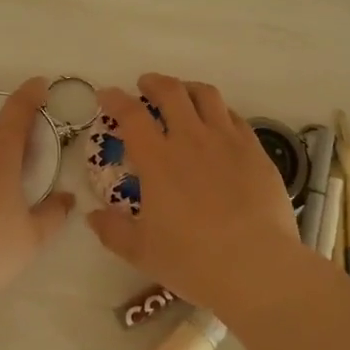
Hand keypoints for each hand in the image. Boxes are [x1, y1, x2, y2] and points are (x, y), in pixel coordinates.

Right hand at [85, 74, 304, 322]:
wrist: (258, 266)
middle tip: (145, 86)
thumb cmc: (194, 260)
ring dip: (188, 89)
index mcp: (158, 160)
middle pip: (171, 92)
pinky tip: (219, 123)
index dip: (115, 99)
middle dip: (154, 83)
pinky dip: (219, 111)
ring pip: (207, 95)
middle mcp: (191, 139)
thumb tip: (92, 216)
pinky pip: (235, 117)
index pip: (131, 115)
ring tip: (183, 95)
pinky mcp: (256, 151)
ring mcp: (228, 141)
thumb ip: (113, 231)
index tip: (106, 95)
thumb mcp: (143, 252)